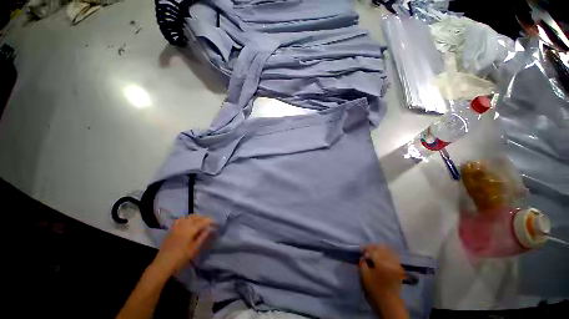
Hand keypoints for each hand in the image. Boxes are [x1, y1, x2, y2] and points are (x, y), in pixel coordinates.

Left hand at [152, 215, 214, 274]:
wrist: (164, 263)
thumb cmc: (181, 257)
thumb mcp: (195, 248)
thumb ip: (202, 237)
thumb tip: (209, 229)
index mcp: (191, 229)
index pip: (204, 221)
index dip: (211, 221)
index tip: (215, 223)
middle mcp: (184, 224)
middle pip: (196, 217)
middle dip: (203, 218)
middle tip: (208, 223)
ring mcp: (177, 226)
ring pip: (188, 217)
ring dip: (195, 218)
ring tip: (198, 222)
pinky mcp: (171, 229)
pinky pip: (179, 220)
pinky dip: (185, 219)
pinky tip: (187, 224)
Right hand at [359, 245, 405, 302]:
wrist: (389, 303)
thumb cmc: (375, 289)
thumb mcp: (364, 275)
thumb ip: (362, 262)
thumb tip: (363, 257)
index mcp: (382, 262)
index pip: (372, 250)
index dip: (365, 248)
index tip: (360, 249)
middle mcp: (391, 261)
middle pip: (381, 248)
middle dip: (372, 247)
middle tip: (366, 250)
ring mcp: (397, 265)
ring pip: (388, 251)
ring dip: (379, 250)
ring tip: (373, 253)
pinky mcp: (399, 269)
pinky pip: (392, 256)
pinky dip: (385, 254)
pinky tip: (380, 257)